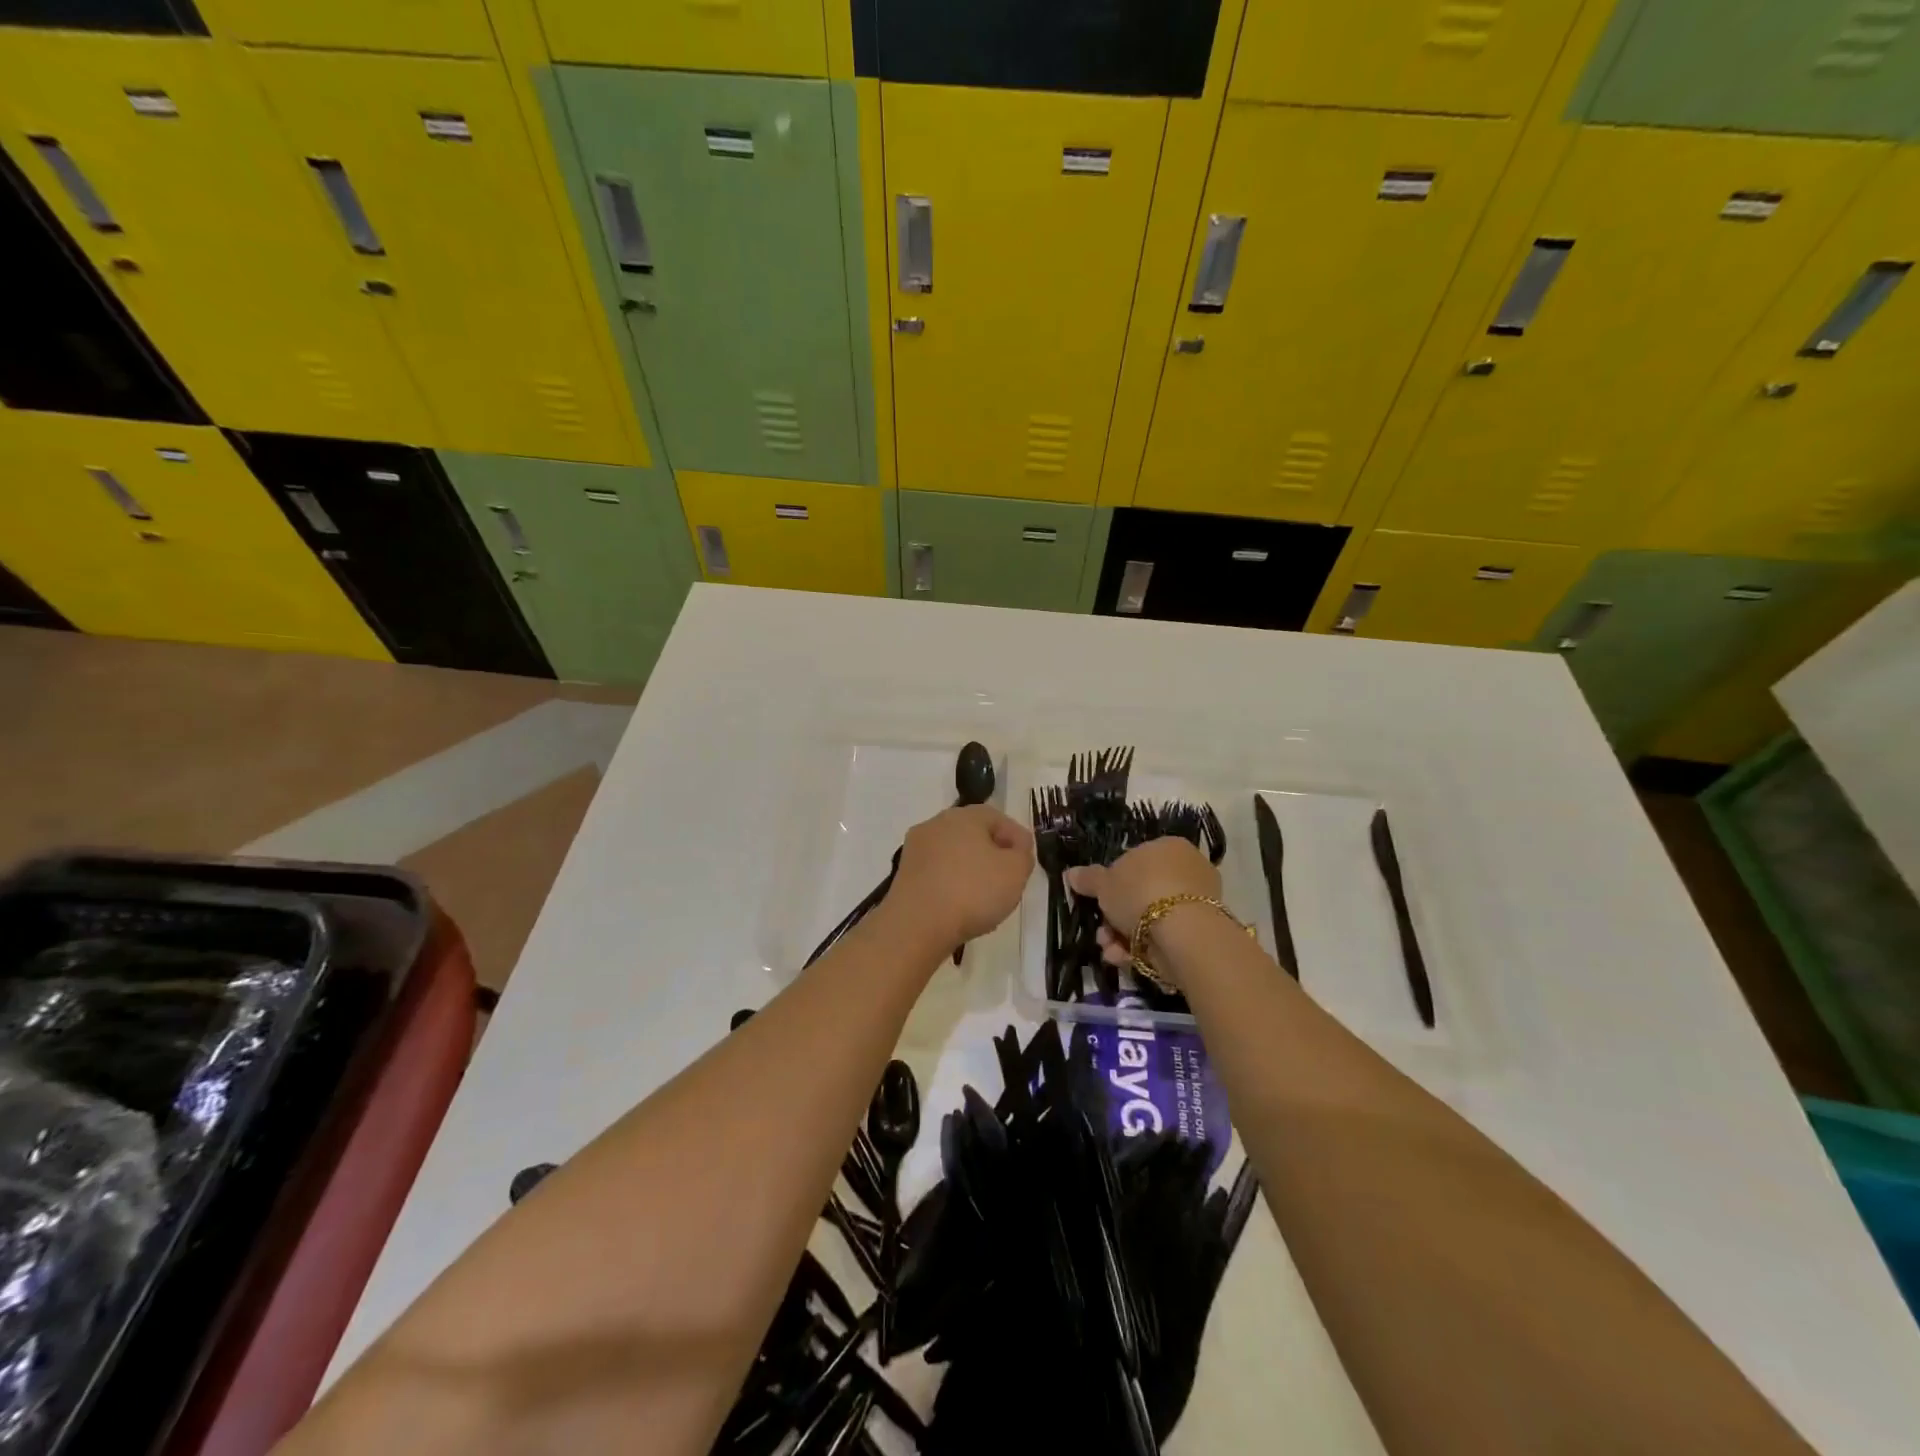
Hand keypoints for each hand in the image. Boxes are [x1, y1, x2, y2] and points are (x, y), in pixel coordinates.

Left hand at [888, 804, 1033, 945]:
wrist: (916, 925)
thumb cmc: (972, 891)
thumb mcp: (1016, 871)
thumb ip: (1022, 855)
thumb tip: (1015, 850)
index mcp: (964, 816)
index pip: (998, 818)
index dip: (1016, 838)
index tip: (1026, 861)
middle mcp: (936, 824)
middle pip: (973, 835)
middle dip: (993, 854)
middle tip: (1008, 879)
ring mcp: (916, 849)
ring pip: (954, 855)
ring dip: (971, 871)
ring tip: (986, 899)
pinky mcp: (904, 875)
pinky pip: (937, 874)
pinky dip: (951, 886)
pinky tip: (961, 908)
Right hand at [1067, 838, 1219, 973]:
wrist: (1181, 931)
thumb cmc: (1140, 892)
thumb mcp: (1104, 883)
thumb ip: (1088, 878)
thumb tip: (1071, 873)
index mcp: (1167, 847)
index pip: (1136, 861)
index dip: (1113, 883)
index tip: (1099, 901)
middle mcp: (1187, 869)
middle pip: (1141, 894)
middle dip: (1116, 916)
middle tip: (1101, 931)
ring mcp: (1197, 902)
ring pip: (1150, 919)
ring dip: (1122, 936)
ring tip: (1108, 948)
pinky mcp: (1200, 932)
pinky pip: (1164, 936)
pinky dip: (1141, 948)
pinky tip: (1122, 957)